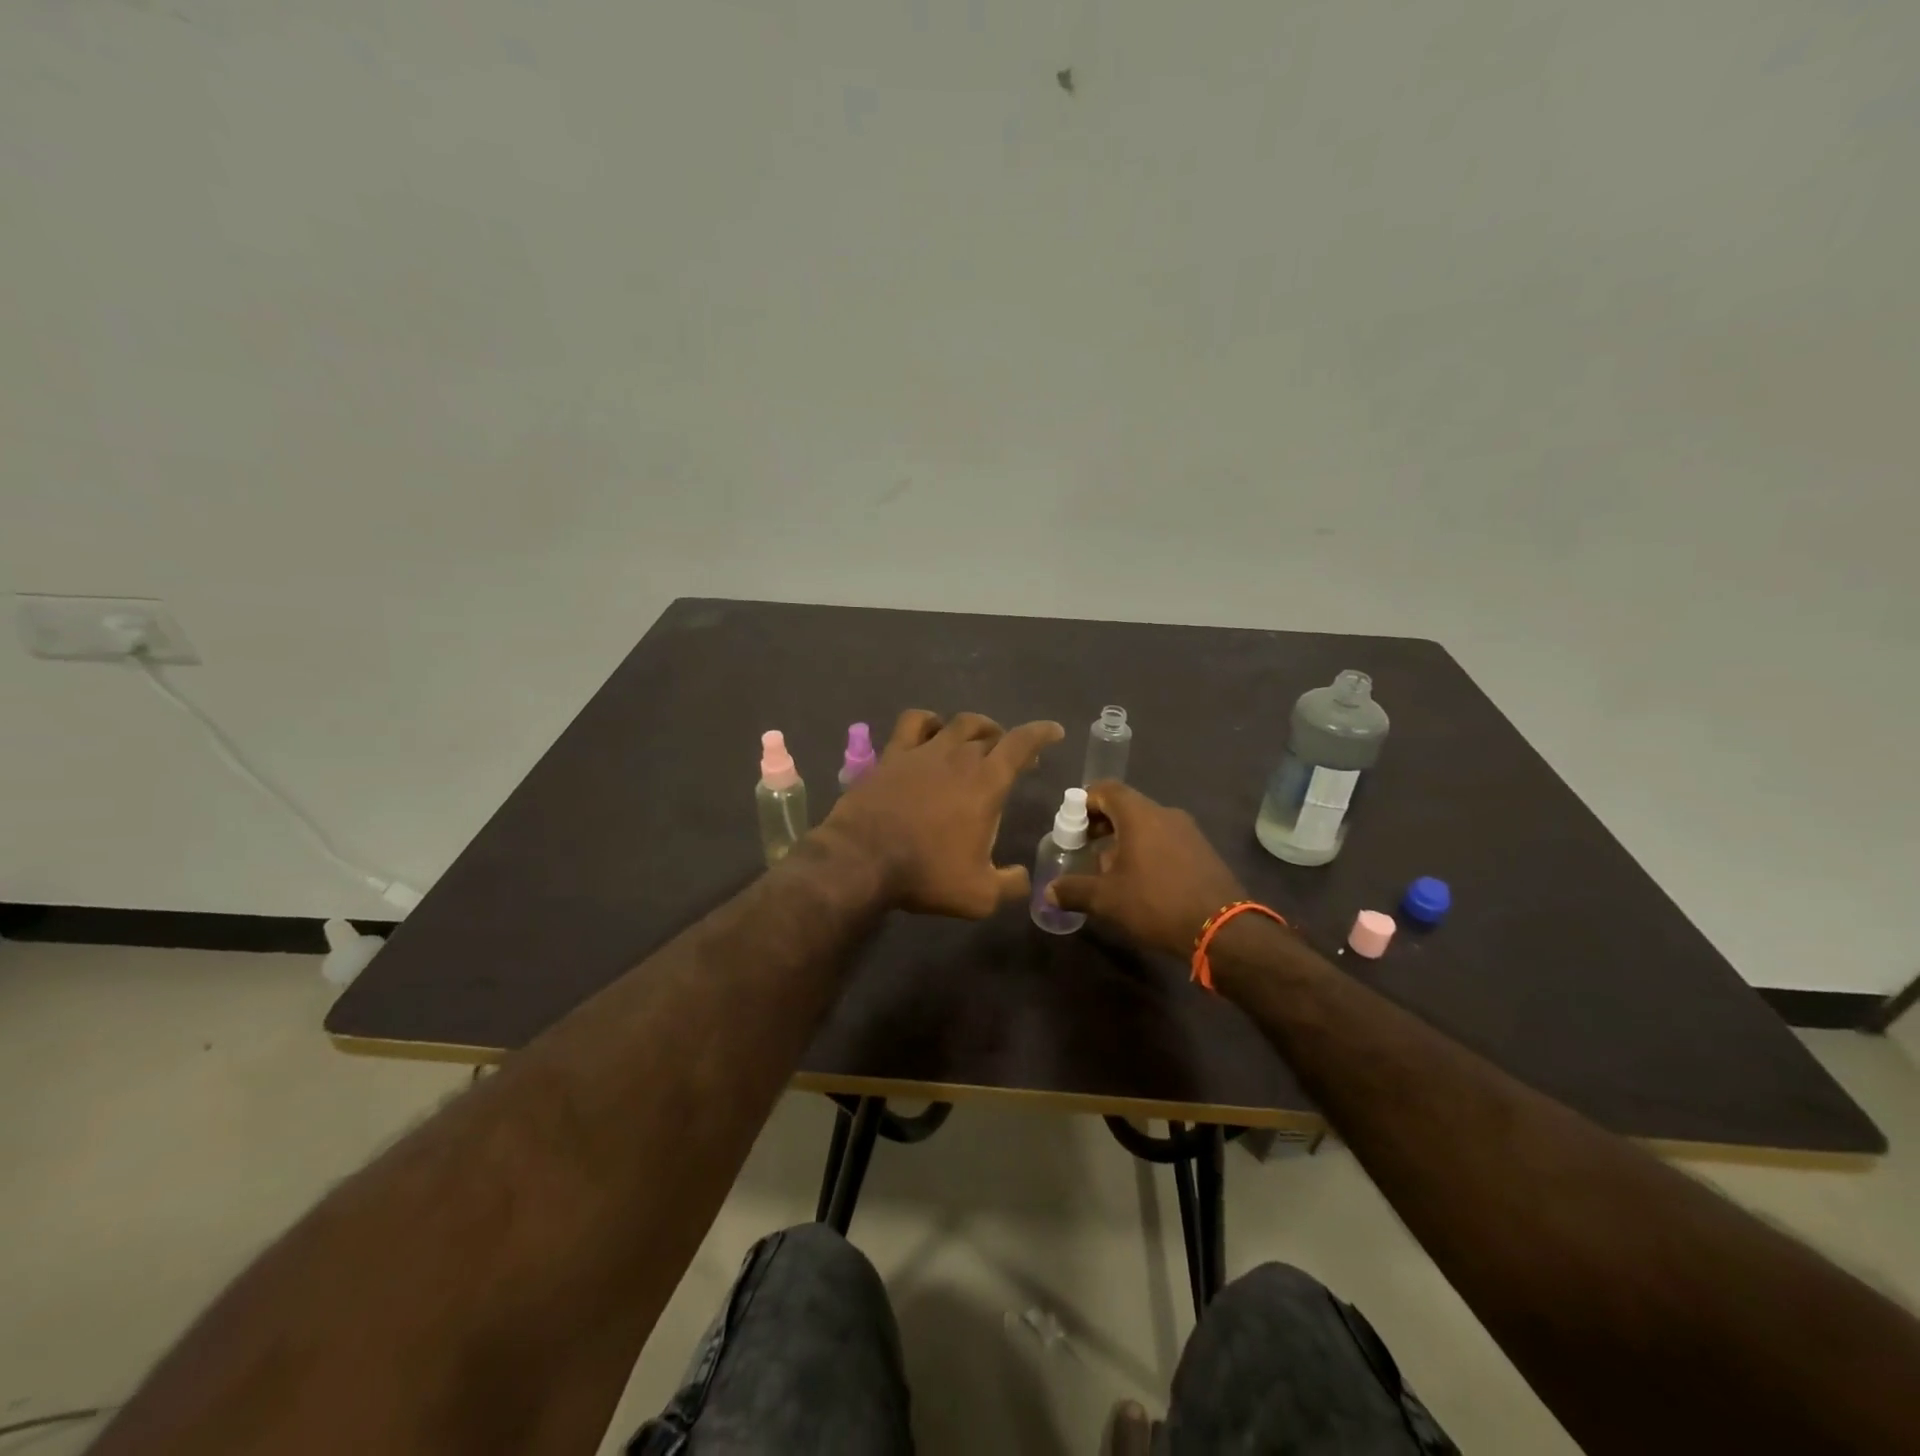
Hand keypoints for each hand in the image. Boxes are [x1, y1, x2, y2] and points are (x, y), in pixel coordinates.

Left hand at [821, 709, 1064, 917]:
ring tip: (979, 738)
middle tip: (1014, 756)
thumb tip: (1023, 878)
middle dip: (1008, 741)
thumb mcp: (979, 894)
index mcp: (987, 782)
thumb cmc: (926, 873)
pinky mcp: (892, 755)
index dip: (1041, 733)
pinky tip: (931, 730)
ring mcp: (923, 751)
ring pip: (957, 723)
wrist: (862, 860)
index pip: (1021, 743)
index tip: (1054, 732)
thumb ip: (1009, 884)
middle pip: (991, 734)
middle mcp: (959, 756)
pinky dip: (929, 721)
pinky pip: (914, 723)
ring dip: (975, 727)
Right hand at [1047, 781, 1246, 955]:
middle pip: (1126, 806)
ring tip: (1110, 868)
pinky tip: (1141, 879)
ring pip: (1147, 823)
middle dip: (1102, 823)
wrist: (1222, 929)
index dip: (1085, 801)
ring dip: (1125, 838)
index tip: (1071, 822)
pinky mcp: (1203, 850)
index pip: (1106, 789)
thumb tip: (1049, 892)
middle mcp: (1165, 814)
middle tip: (1085, 845)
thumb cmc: (1156, 903)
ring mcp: (1188, 831)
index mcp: (1139, 815)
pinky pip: (1166, 839)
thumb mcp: (1107, 900)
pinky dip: (1147, 849)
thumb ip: (1074, 890)